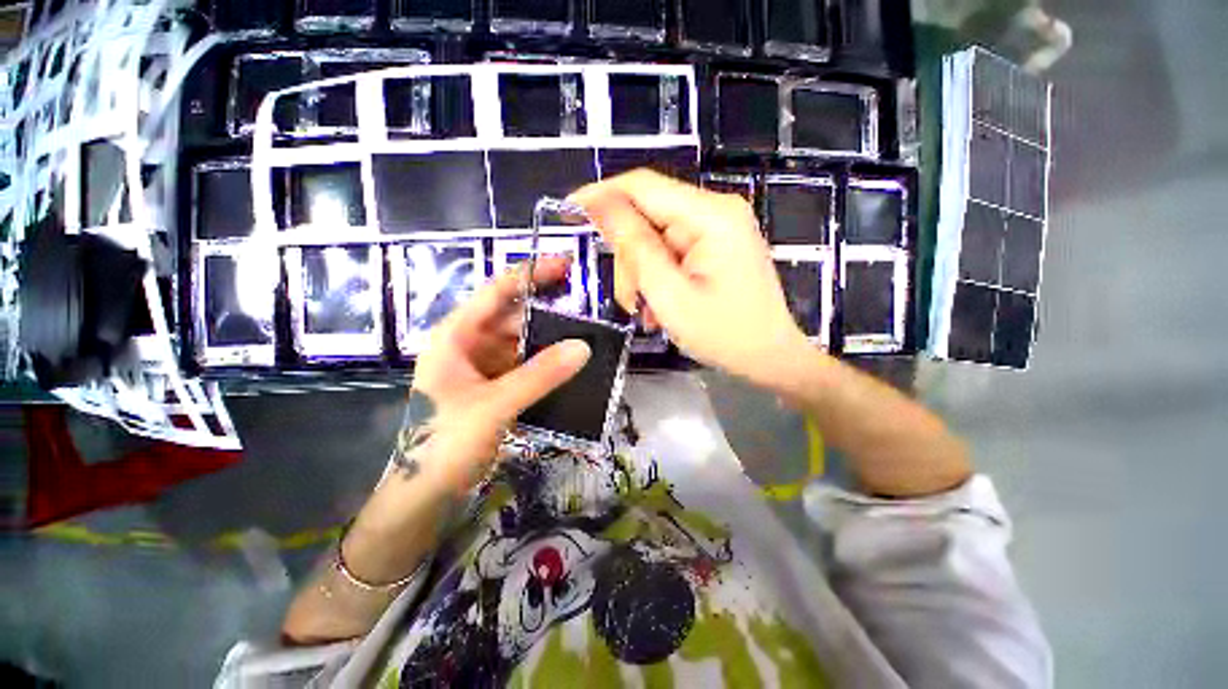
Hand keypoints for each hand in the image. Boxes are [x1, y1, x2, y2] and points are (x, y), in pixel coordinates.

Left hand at [407, 257, 591, 489]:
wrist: (423, 494)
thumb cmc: (444, 443)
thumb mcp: (494, 405)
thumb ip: (540, 374)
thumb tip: (584, 346)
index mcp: (457, 335)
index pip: (498, 291)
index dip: (532, 274)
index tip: (567, 265)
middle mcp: (470, 344)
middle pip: (515, 317)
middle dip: (549, 314)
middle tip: (588, 311)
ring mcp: (483, 367)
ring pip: (523, 344)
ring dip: (551, 342)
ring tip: (587, 338)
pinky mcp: (495, 387)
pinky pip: (526, 367)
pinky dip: (546, 365)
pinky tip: (570, 367)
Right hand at [570, 170, 808, 389]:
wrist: (771, 358)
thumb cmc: (724, 334)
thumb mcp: (669, 294)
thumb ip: (634, 247)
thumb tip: (599, 203)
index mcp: (710, 215)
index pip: (642, 186)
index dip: (601, 195)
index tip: (568, 212)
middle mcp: (716, 211)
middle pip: (648, 217)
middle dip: (630, 259)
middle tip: (631, 301)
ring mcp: (717, 229)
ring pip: (655, 238)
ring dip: (642, 274)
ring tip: (647, 311)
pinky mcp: (715, 246)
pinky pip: (671, 251)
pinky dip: (658, 277)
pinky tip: (660, 304)